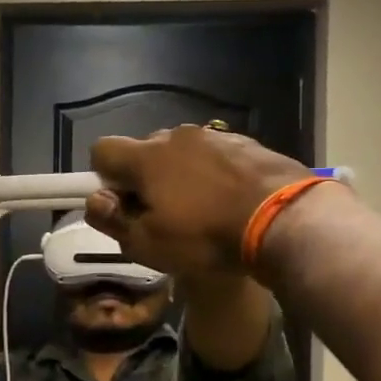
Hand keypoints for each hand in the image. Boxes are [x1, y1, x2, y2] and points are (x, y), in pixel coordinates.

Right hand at [85, 124, 323, 276]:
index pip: (103, 150)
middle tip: (162, 215)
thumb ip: (111, 219)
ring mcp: (215, 136)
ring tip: (202, 211)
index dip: (104, 177)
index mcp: (146, 157)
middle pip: (144, 150)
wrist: (285, 220)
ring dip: (181, 176)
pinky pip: (215, 157)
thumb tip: (96, 199)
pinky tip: (230, 203)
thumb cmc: (205, 237)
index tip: (121, 204)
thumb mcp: (147, 243)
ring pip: (182, 154)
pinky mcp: (248, 144)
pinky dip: (213, 175)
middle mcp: (176, 136)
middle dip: (144, 178)